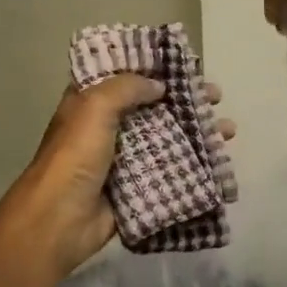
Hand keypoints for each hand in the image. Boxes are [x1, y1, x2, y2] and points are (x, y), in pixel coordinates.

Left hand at [0, 76, 234, 285]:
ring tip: (227, 130)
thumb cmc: (74, 157)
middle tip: (216, 97)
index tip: (187, 64)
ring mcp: (124, 158)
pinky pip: (169, 171)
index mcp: (90, 101)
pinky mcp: (136, 187)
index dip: (155, 68)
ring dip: (196, 132)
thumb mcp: (94, 108)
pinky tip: (218, 161)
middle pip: (154, 106)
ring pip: (166, 138)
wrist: (59, 221)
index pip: (126, 75)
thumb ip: (126, 88)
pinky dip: (192, 165)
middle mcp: (107, 126)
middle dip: (186, 100)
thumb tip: (158, 86)